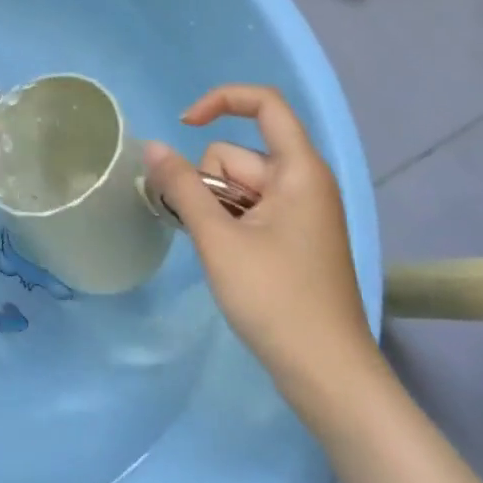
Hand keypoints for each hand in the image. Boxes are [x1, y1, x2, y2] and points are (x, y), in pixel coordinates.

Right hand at [143, 85, 375, 396]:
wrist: (330, 380)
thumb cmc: (277, 301)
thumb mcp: (218, 240)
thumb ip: (181, 186)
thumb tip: (152, 146)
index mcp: (299, 171)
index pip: (264, 103)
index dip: (220, 101)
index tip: (183, 126)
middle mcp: (304, 182)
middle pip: (237, 153)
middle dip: (210, 184)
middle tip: (210, 233)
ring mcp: (300, 212)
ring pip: (237, 185)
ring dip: (215, 208)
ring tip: (219, 253)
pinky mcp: (294, 238)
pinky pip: (248, 208)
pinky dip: (228, 223)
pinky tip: (228, 259)